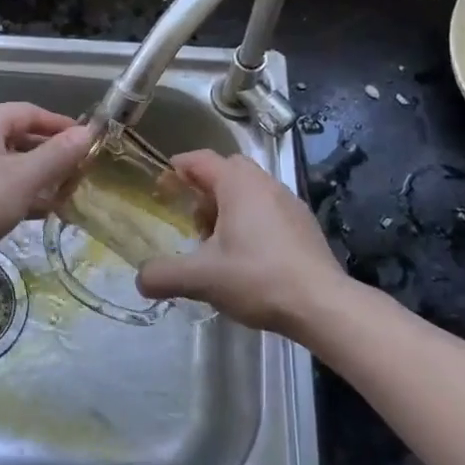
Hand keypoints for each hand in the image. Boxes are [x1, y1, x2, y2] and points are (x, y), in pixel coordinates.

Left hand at [0, 103, 93, 258]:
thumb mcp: (25, 177)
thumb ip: (59, 154)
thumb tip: (89, 133)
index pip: (32, 113)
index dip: (63, 126)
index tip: (90, 143)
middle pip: (21, 137)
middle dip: (53, 155)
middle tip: (81, 172)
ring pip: (11, 162)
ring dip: (39, 176)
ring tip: (68, 194)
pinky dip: (21, 191)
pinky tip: (42, 210)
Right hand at [136, 151, 389, 336]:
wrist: (323, 305)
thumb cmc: (257, 278)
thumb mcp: (201, 279)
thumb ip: (164, 275)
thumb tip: (141, 280)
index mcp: (238, 184)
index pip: (201, 159)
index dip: (178, 168)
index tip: (162, 184)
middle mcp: (265, 184)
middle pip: (227, 171)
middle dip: (205, 189)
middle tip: (191, 218)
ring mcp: (290, 203)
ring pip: (250, 191)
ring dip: (229, 207)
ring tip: (217, 242)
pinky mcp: (305, 226)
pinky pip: (269, 210)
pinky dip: (252, 222)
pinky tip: (247, 256)